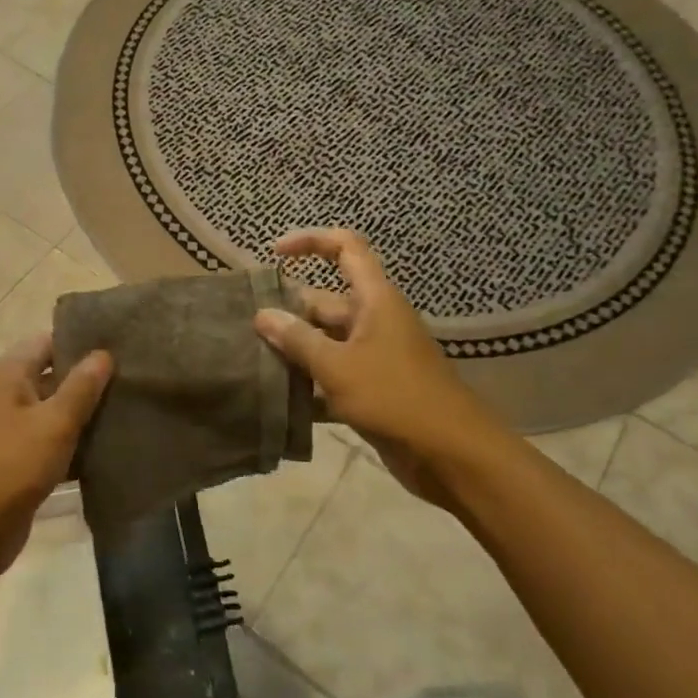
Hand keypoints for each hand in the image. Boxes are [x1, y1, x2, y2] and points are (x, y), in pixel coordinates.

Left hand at [0, 334, 111, 584]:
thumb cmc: (10, 466)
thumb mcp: (54, 423)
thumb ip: (81, 387)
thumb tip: (103, 353)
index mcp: (8, 373)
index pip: (49, 341)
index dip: (82, 341)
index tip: (121, 344)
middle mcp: (5, 394)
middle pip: (52, 374)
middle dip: (89, 378)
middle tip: (133, 378)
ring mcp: (8, 428)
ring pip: (53, 410)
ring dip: (84, 413)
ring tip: (130, 409)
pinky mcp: (15, 460)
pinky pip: (49, 441)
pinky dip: (73, 442)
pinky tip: (109, 447)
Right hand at [253, 228, 508, 511]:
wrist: (451, 455)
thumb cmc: (395, 397)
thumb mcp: (338, 366)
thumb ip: (298, 340)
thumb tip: (262, 314)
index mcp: (375, 299)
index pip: (345, 249)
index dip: (310, 242)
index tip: (274, 254)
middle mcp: (374, 320)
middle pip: (325, 302)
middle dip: (288, 311)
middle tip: (245, 327)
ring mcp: (375, 356)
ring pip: (326, 341)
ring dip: (295, 350)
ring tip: (252, 360)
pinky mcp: (373, 389)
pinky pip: (334, 374)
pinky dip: (310, 383)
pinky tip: (278, 398)